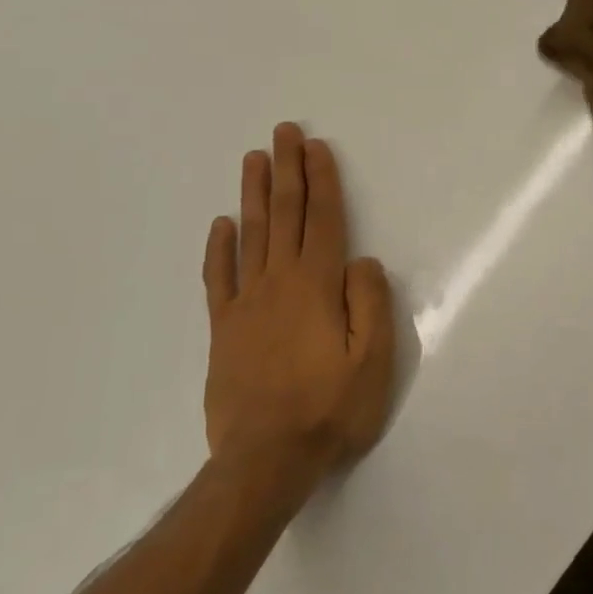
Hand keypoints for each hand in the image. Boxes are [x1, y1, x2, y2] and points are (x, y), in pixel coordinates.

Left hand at [202, 124, 395, 488]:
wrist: (264, 462)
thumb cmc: (330, 410)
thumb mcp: (373, 361)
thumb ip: (370, 303)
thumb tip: (361, 262)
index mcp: (317, 287)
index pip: (323, 220)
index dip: (322, 181)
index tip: (316, 147)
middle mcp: (279, 284)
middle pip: (284, 215)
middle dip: (286, 170)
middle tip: (283, 131)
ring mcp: (246, 305)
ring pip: (250, 236)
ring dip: (253, 194)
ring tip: (253, 159)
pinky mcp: (224, 330)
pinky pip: (219, 279)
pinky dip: (219, 249)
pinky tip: (220, 225)